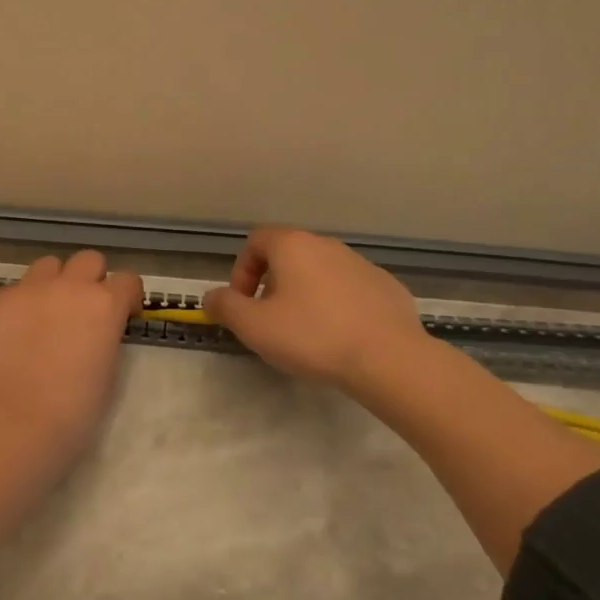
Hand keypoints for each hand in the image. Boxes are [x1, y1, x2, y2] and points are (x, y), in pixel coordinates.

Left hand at [0, 250, 143, 462]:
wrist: (19, 423)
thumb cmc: (76, 409)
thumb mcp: (109, 368)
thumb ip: (107, 333)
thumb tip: (97, 328)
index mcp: (105, 304)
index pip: (128, 280)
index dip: (127, 297)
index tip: (123, 315)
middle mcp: (70, 286)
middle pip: (88, 260)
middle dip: (91, 279)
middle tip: (83, 309)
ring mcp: (30, 289)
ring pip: (48, 266)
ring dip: (54, 282)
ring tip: (46, 313)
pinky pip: (15, 290)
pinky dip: (20, 305)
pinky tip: (15, 334)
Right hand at [204, 227, 433, 391]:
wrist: (388, 358)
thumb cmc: (312, 336)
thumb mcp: (254, 326)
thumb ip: (225, 307)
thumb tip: (211, 297)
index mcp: (293, 246)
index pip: (256, 241)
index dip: (242, 270)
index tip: (243, 304)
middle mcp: (327, 245)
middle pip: (288, 256)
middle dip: (272, 285)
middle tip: (270, 321)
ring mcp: (360, 264)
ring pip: (320, 273)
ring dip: (305, 295)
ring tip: (306, 333)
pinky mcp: (386, 287)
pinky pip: (349, 290)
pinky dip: (337, 306)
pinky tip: (340, 337)